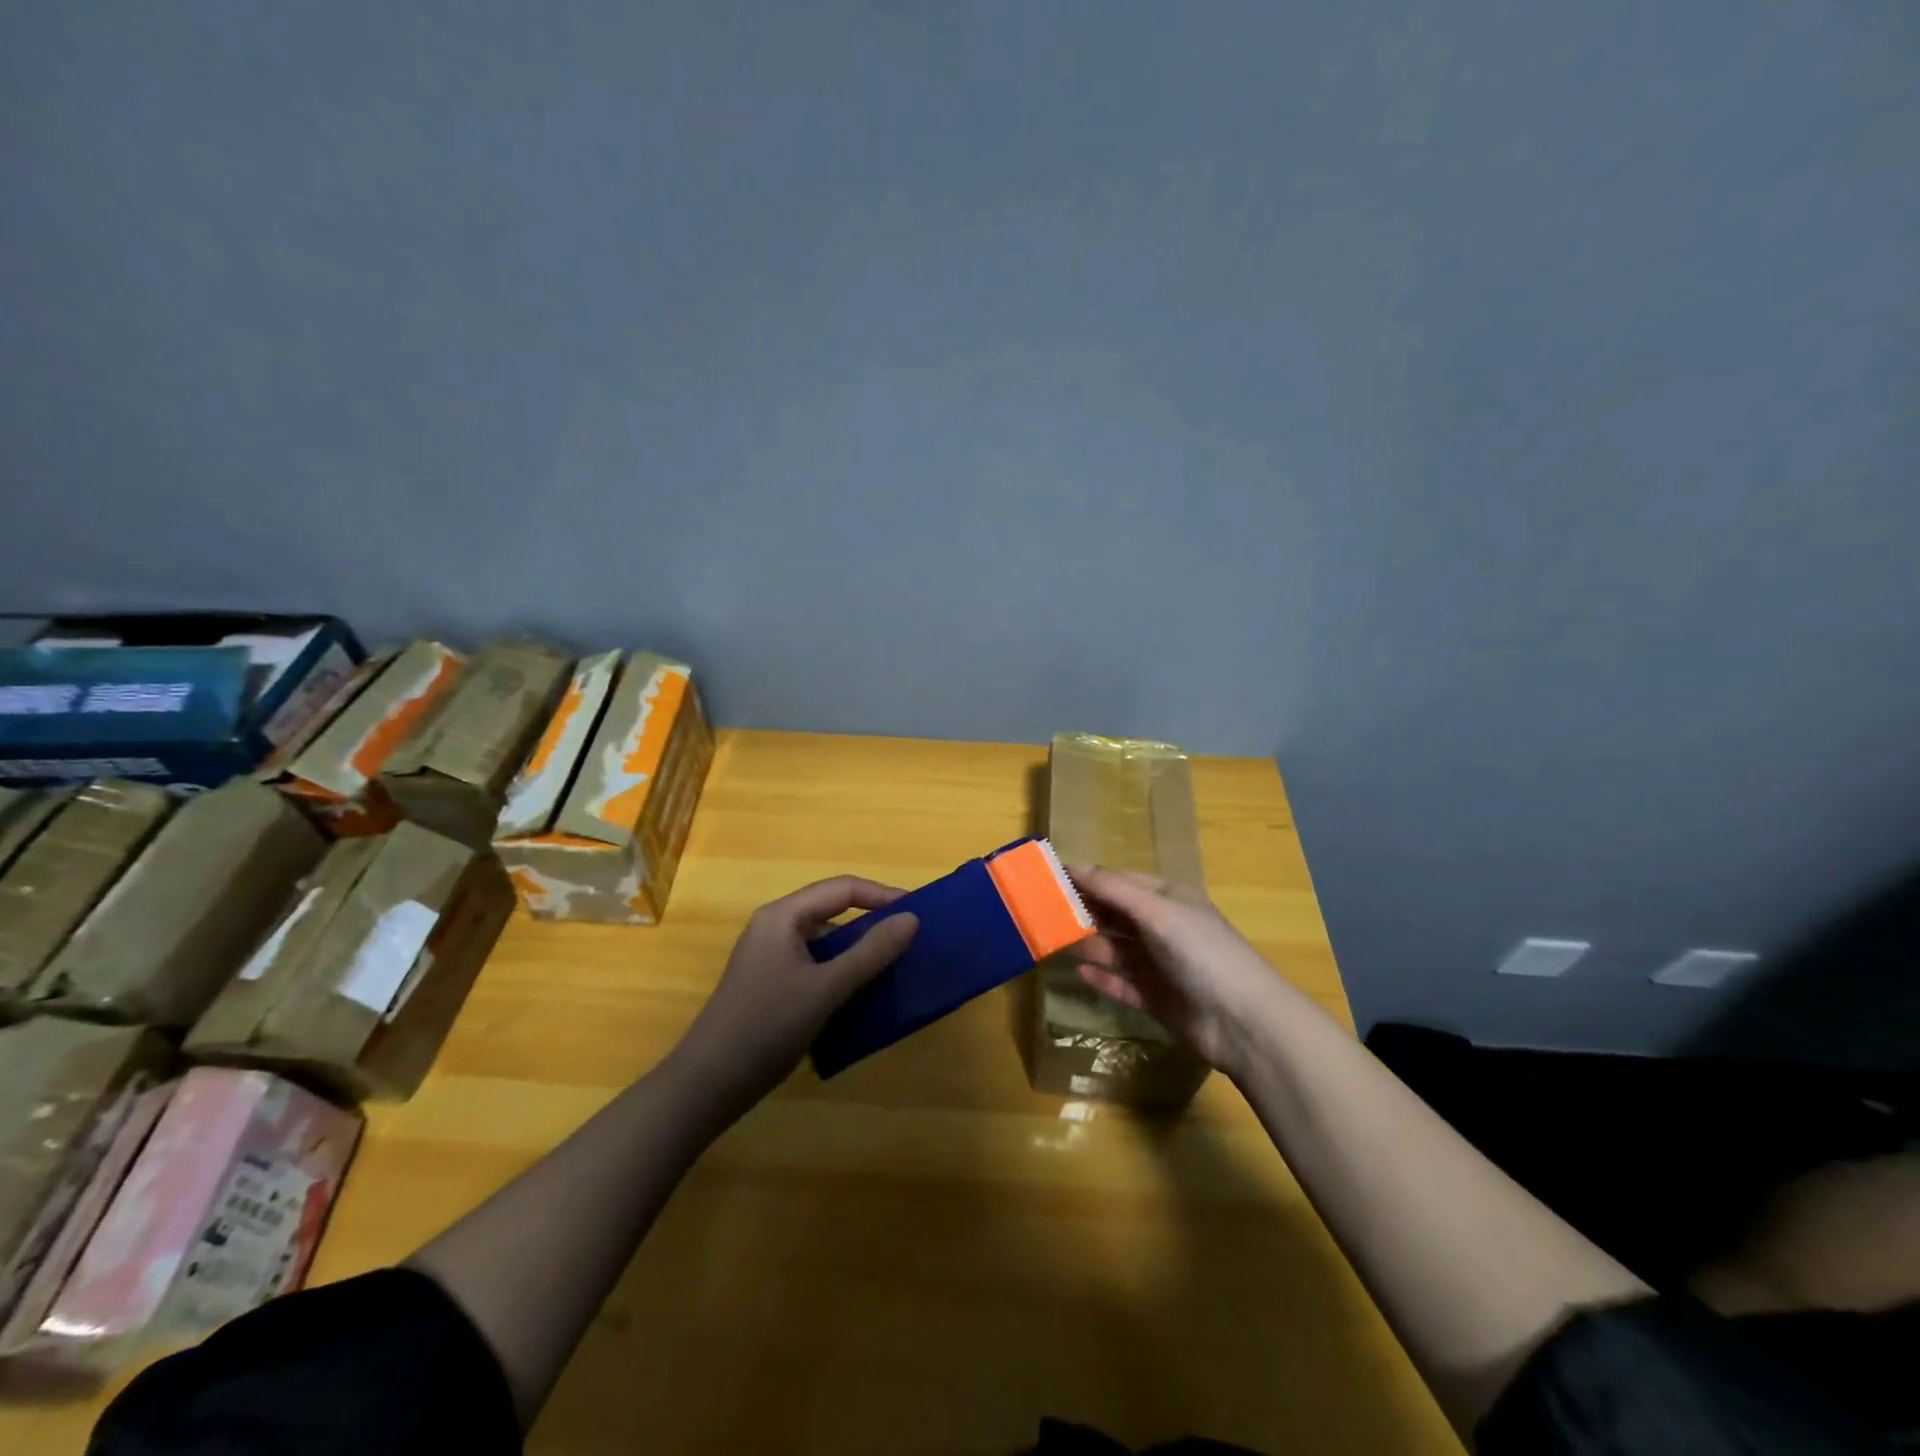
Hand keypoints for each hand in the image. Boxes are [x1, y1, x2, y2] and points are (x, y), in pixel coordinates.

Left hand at [669, 876, 918, 1114]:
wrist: (708, 1085)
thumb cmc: (767, 1027)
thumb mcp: (826, 988)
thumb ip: (871, 952)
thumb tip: (912, 919)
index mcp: (783, 916)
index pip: (842, 889)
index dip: (882, 896)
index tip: (919, 913)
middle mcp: (776, 928)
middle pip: (833, 912)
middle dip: (873, 924)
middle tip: (911, 942)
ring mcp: (772, 957)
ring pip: (826, 943)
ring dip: (859, 953)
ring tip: (895, 968)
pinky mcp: (773, 984)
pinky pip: (817, 966)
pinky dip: (842, 974)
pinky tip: (864, 996)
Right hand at [1066, 865, 1285, 1077]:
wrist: (1243, 1022)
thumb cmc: (1201, 953)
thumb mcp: (1157, 912)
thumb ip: (1113, 889)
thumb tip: (1072, 864)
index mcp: (1169, 899)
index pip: (1120, 881)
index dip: (1088, 878)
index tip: (1050, 878)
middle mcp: (1164, 928)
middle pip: (1115, 914)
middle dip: (1084, 911)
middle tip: (1044, 912)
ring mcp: (1160, 965)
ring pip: (1116, 949)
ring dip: (1090, 944)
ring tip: (1056, 942)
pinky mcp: (1157, 999)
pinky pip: (1122, 983)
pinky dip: (1102, 978)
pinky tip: (1078, 973)